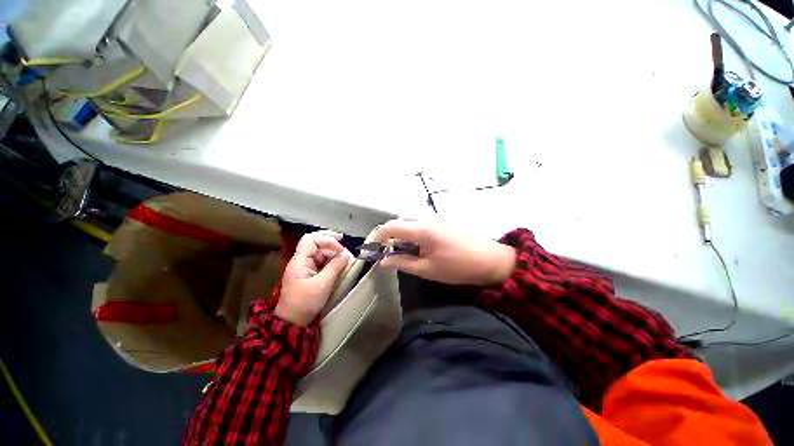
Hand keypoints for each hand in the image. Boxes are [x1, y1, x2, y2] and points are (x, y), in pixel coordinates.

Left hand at [275, 231, 351, 325]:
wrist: (292, 321)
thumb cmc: (305, 302)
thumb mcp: (323, 284)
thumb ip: (335, 267)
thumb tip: (346, 254)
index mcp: (299, 261)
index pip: (312, 240)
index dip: (327, 240)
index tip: (341, 248)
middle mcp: (300, 261)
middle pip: (314, 243)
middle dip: (329, 241)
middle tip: (343, 242)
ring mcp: (304, 267)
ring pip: (319, 252)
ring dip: (332, 252)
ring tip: (344, 257)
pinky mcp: (308, 274)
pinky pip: (320, 261)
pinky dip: (330, 260)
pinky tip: (339, 264)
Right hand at [375, 219, 515, 285]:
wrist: (489, 259)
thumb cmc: (456, 267)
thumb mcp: (427, 269)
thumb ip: (402, 263)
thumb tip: (383, 262)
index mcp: (421, 229)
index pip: (392, 226)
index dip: (380, 235)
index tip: (376, 247)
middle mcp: (427, 217)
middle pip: (401, 219)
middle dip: (393, 233)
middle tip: (395, 251)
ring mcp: (437, 216)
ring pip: (413, 218)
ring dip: (406, 230)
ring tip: (411, 249)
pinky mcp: (445, 219)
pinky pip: (424, 220)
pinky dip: (417, 229)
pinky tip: (425, 244)